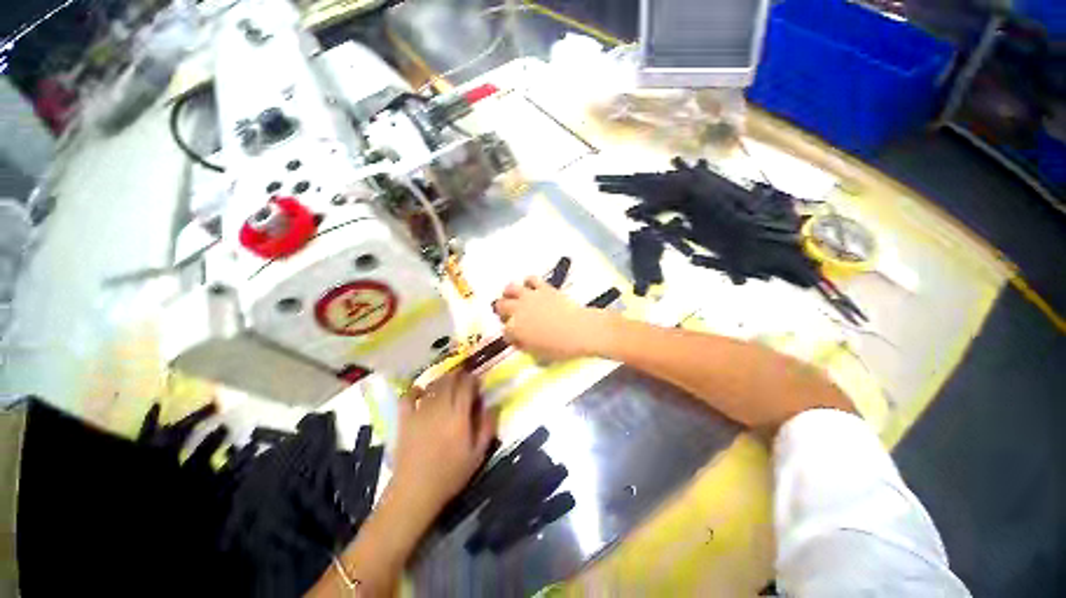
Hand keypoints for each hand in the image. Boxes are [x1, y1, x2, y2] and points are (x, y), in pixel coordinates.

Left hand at [391, 370, 496, 516]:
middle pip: (449, 381)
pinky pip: (407, 397)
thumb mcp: (477, 455)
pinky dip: (414, 390)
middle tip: (463, 378)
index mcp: (459, 416)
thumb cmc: (450, 474)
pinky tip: (419, 391)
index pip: (466, 386)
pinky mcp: (405, 419)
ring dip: (441, 380)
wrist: (415, 491)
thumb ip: (487, 427)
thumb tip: (494, 406)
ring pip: (432, 386)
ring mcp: (420, 412)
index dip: (472, 379)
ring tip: (446, 382)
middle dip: (457, 375)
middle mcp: (440, 408)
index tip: (476, 380)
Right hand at [493, 276, 611, 360]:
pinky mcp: (543, 287)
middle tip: (508, 315)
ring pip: (510, 288)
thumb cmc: (560, 347)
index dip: (510, 335)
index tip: (516, 338)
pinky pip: (531, 279)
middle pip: (500, 306)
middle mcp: (518, 310)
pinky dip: (529, 282)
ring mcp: (530, 296)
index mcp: (515, 329)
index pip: (505, 331)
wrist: (579, 330)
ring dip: (509, 293)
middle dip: (502, 312)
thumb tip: (521, 341)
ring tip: (512, 297)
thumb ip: (525, 346)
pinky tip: (531, 287)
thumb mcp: (538, 354)